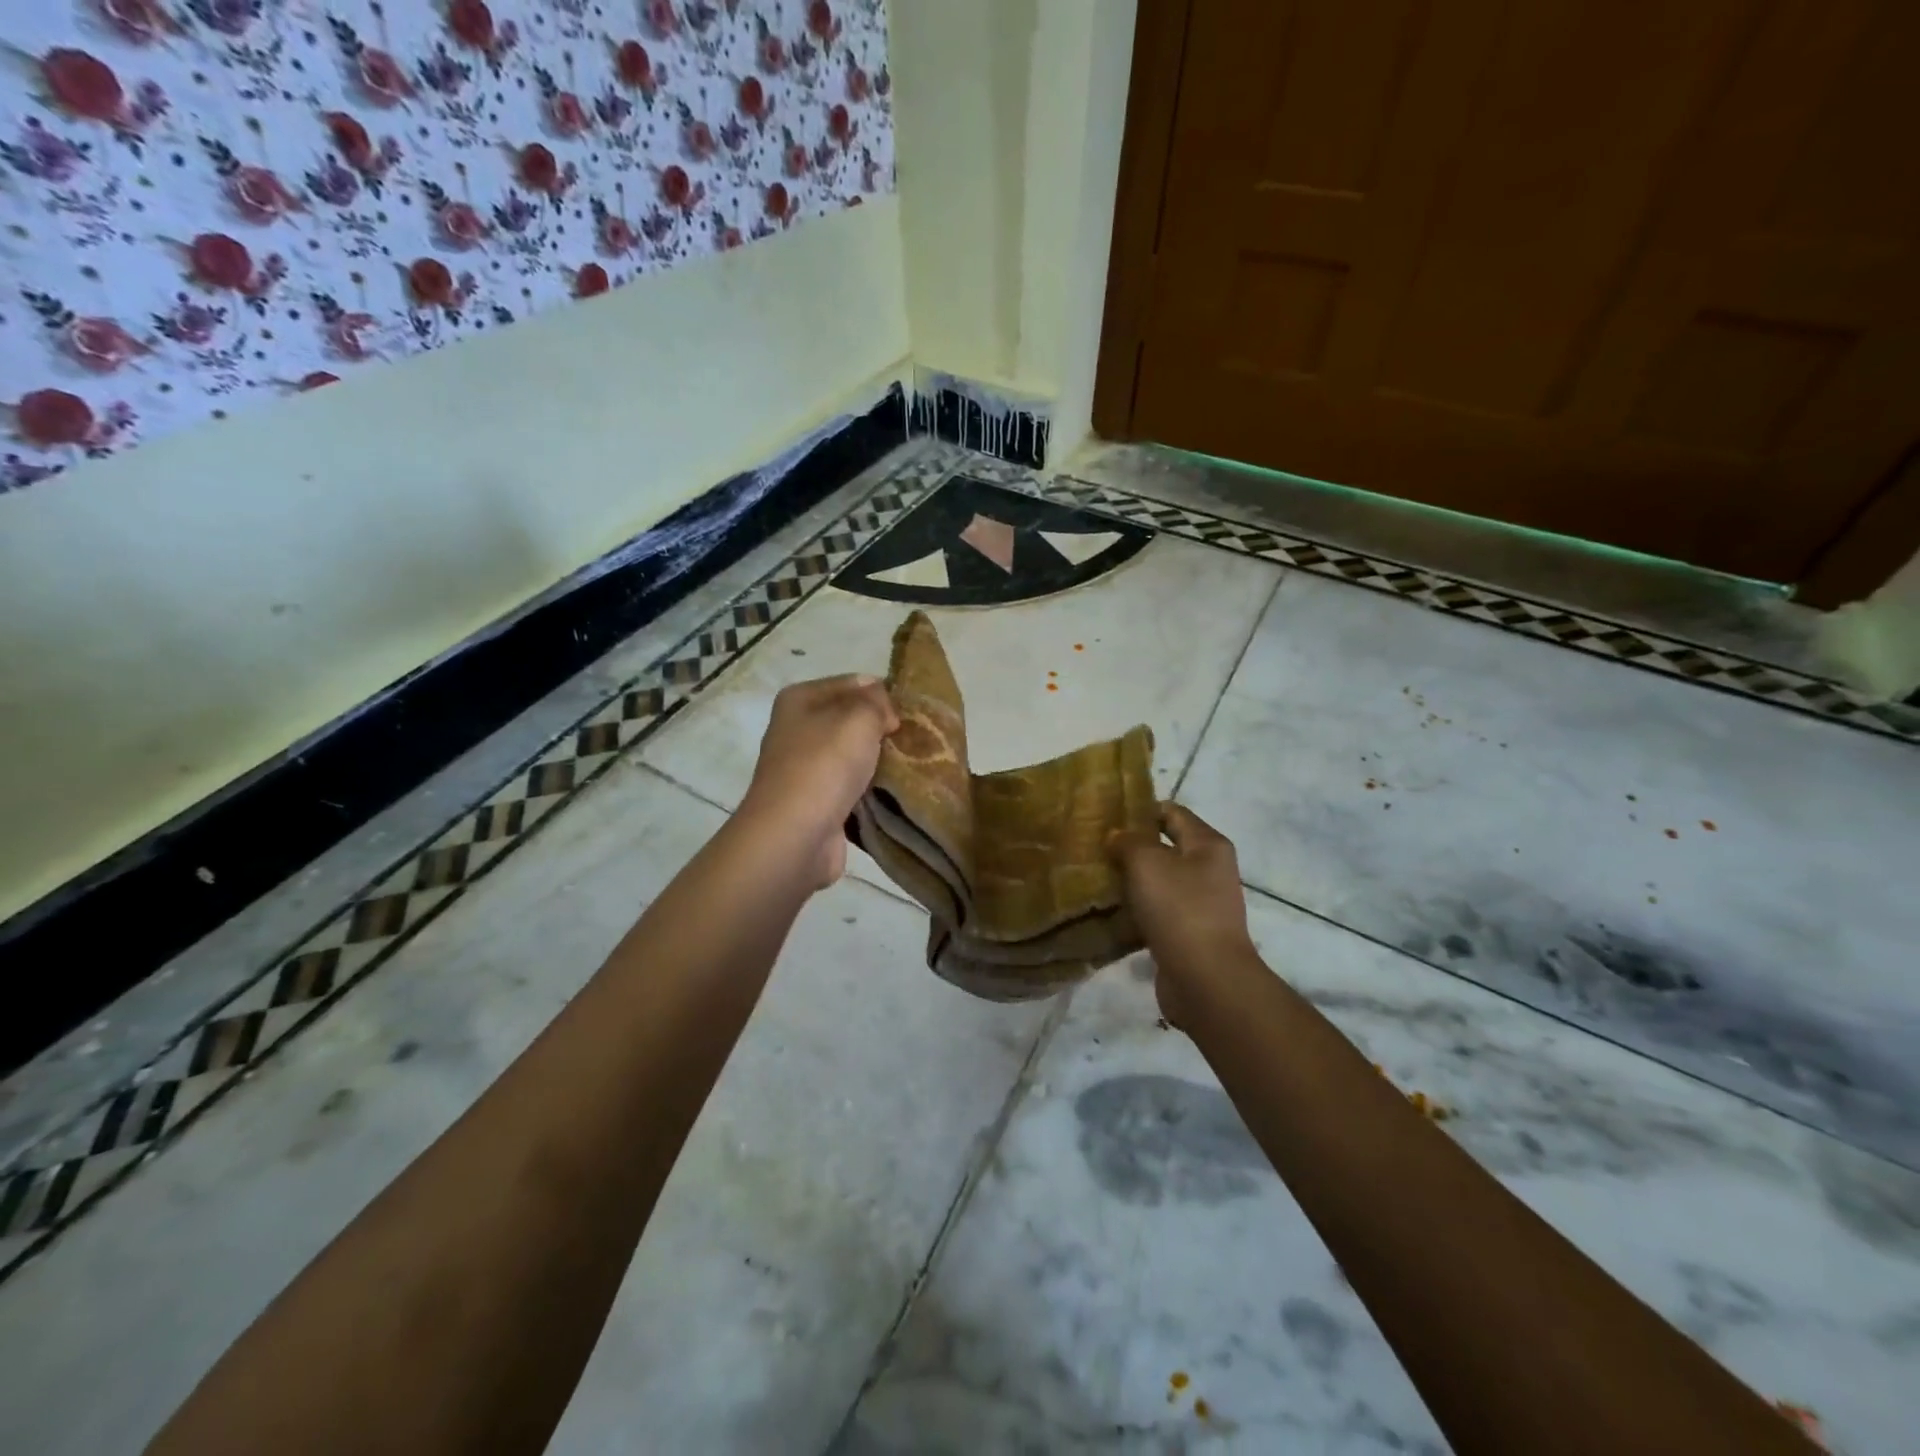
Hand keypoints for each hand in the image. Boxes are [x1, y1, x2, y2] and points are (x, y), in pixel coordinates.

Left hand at [743, 674, 899, 887]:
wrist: (795, 836)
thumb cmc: (825, 765)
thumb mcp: (859, 717)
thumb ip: (877, 701)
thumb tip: (883, 711)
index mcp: (800, 699)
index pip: (854, 683)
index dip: (883, 695)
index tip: (908, 715)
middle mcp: (797, 729)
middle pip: (852, 719)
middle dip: (882, 729)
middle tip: (916, 741)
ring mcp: (805, 768)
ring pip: (854, 755)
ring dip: (879, 761)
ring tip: (911, 766)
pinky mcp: (816, 802)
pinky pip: (852, 786)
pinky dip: (871, 790)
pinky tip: (893, 793)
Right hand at [1108, 803, 1257, 1026]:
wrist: (1206, 980)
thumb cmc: (1180, 909)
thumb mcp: (1147, 862)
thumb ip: (1128, 841)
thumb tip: (1117, 836)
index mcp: (1208, 844)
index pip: (1172, 812)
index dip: (1140, 809)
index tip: (1105, 815)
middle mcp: (1209, 870)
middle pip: (1165, 846)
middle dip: (1130, 846)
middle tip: (1094, 846)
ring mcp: (1201, 904)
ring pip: (1158, 881)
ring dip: (1130, 880)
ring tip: (1095, 877)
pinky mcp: (1188, 933)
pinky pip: (1156, 911)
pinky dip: (1135, 910)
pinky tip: (1108, 912)